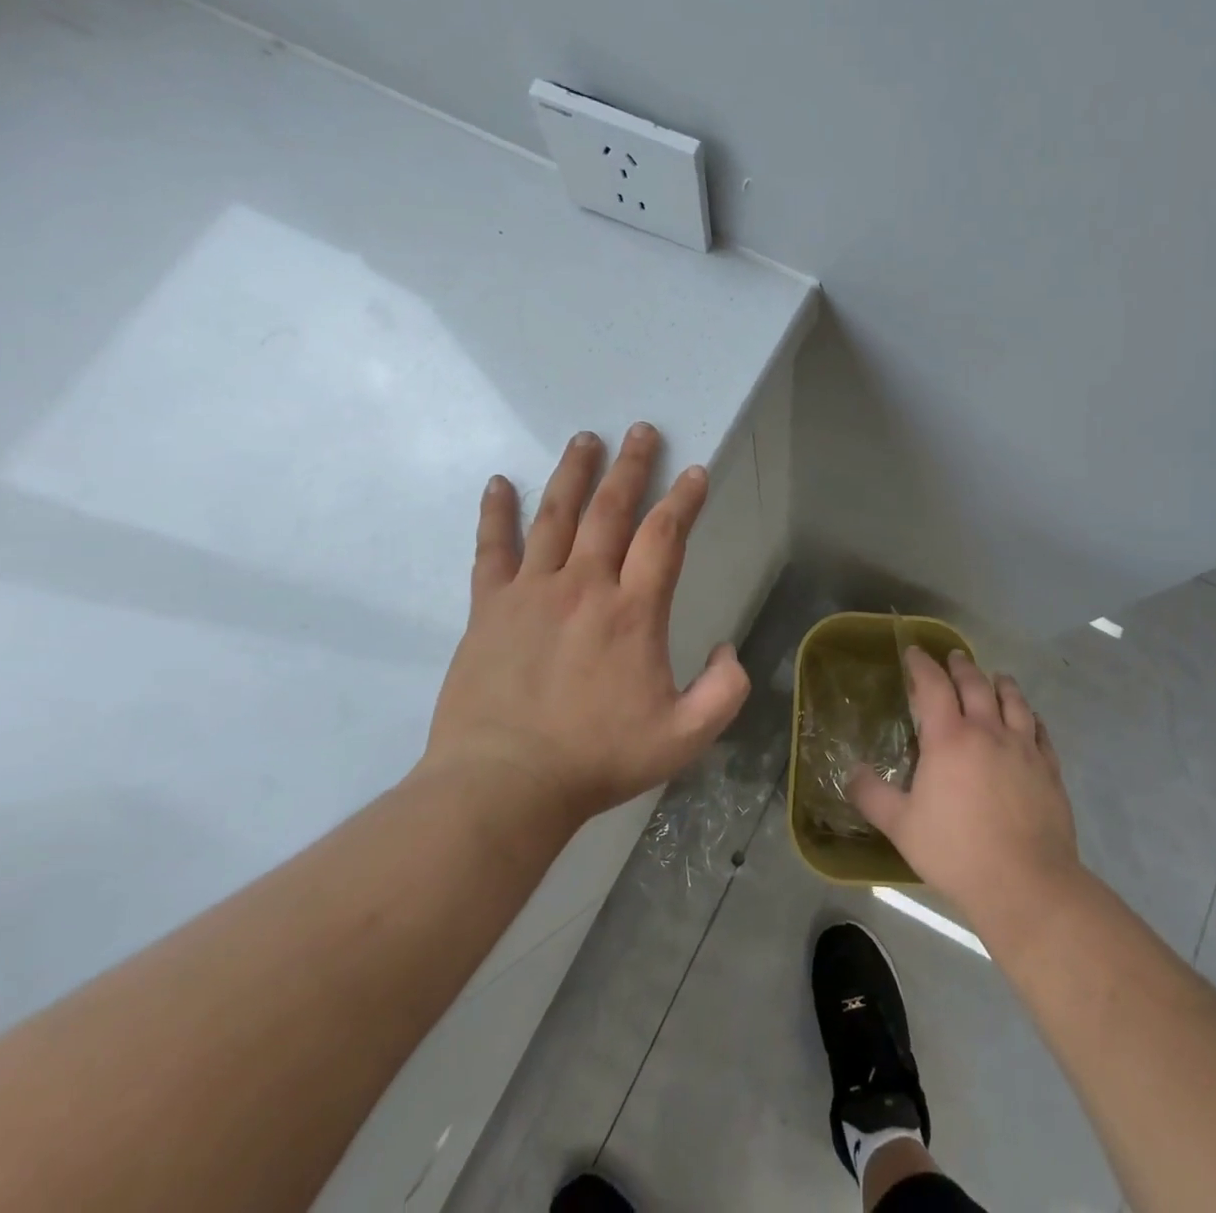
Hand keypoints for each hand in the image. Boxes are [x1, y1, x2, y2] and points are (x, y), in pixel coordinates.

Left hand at [422, 423, 750, 822]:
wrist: (504, 785)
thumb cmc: (597, 759)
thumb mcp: (684, 737)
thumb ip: (724, 691)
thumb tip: (728, 650)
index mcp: (632, 611)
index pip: (664, 536)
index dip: (683, 499)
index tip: (693, 472)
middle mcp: (583, 586)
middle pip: (610, 510)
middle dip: (630, 467)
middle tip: (640, 431)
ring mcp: (531, 591)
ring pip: (555, 516)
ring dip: (573, 474)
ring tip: (585, 439)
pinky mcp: (488, 607)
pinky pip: (492, 549)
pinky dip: (495, 513)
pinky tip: (498, 483)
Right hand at [851, 648, 1080, 930]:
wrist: (1026, 883)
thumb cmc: (956, 851)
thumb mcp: (900, 826)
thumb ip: (871, 795)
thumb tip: (851, 772)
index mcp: (949, 738)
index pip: (933, 685)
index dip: (922, 665)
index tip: (914, 652)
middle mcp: (988, 731)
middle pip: (975, 684)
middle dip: (961, 666)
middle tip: (954, 657)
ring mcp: (1023, 748)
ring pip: (1014, 700)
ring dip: (1001, 683)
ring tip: (996, 677)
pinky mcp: (1049, 769)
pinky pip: (1040, 731)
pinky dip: (1032, 717)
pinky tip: (1030, 719)